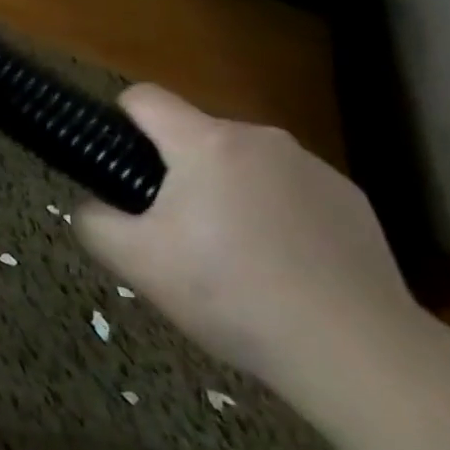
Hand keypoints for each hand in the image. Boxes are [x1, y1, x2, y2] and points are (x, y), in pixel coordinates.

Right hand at [73, 85, 428, 409]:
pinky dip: (274, 214)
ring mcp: (312, 167)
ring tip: (235, 259)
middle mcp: (259, 139)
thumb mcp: (136, 264)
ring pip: (242, 164)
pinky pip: (289, 190)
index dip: (120, 122)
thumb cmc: (232, 295)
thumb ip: (93, 222)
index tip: (122, 168)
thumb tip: (92, 206)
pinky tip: (284, 268)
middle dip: (176, 173)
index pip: (144, 98)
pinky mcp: (351, 200)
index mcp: (205, 143)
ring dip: (226, 192)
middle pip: (194, 136)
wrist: (357, 351)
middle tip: (176, 235)